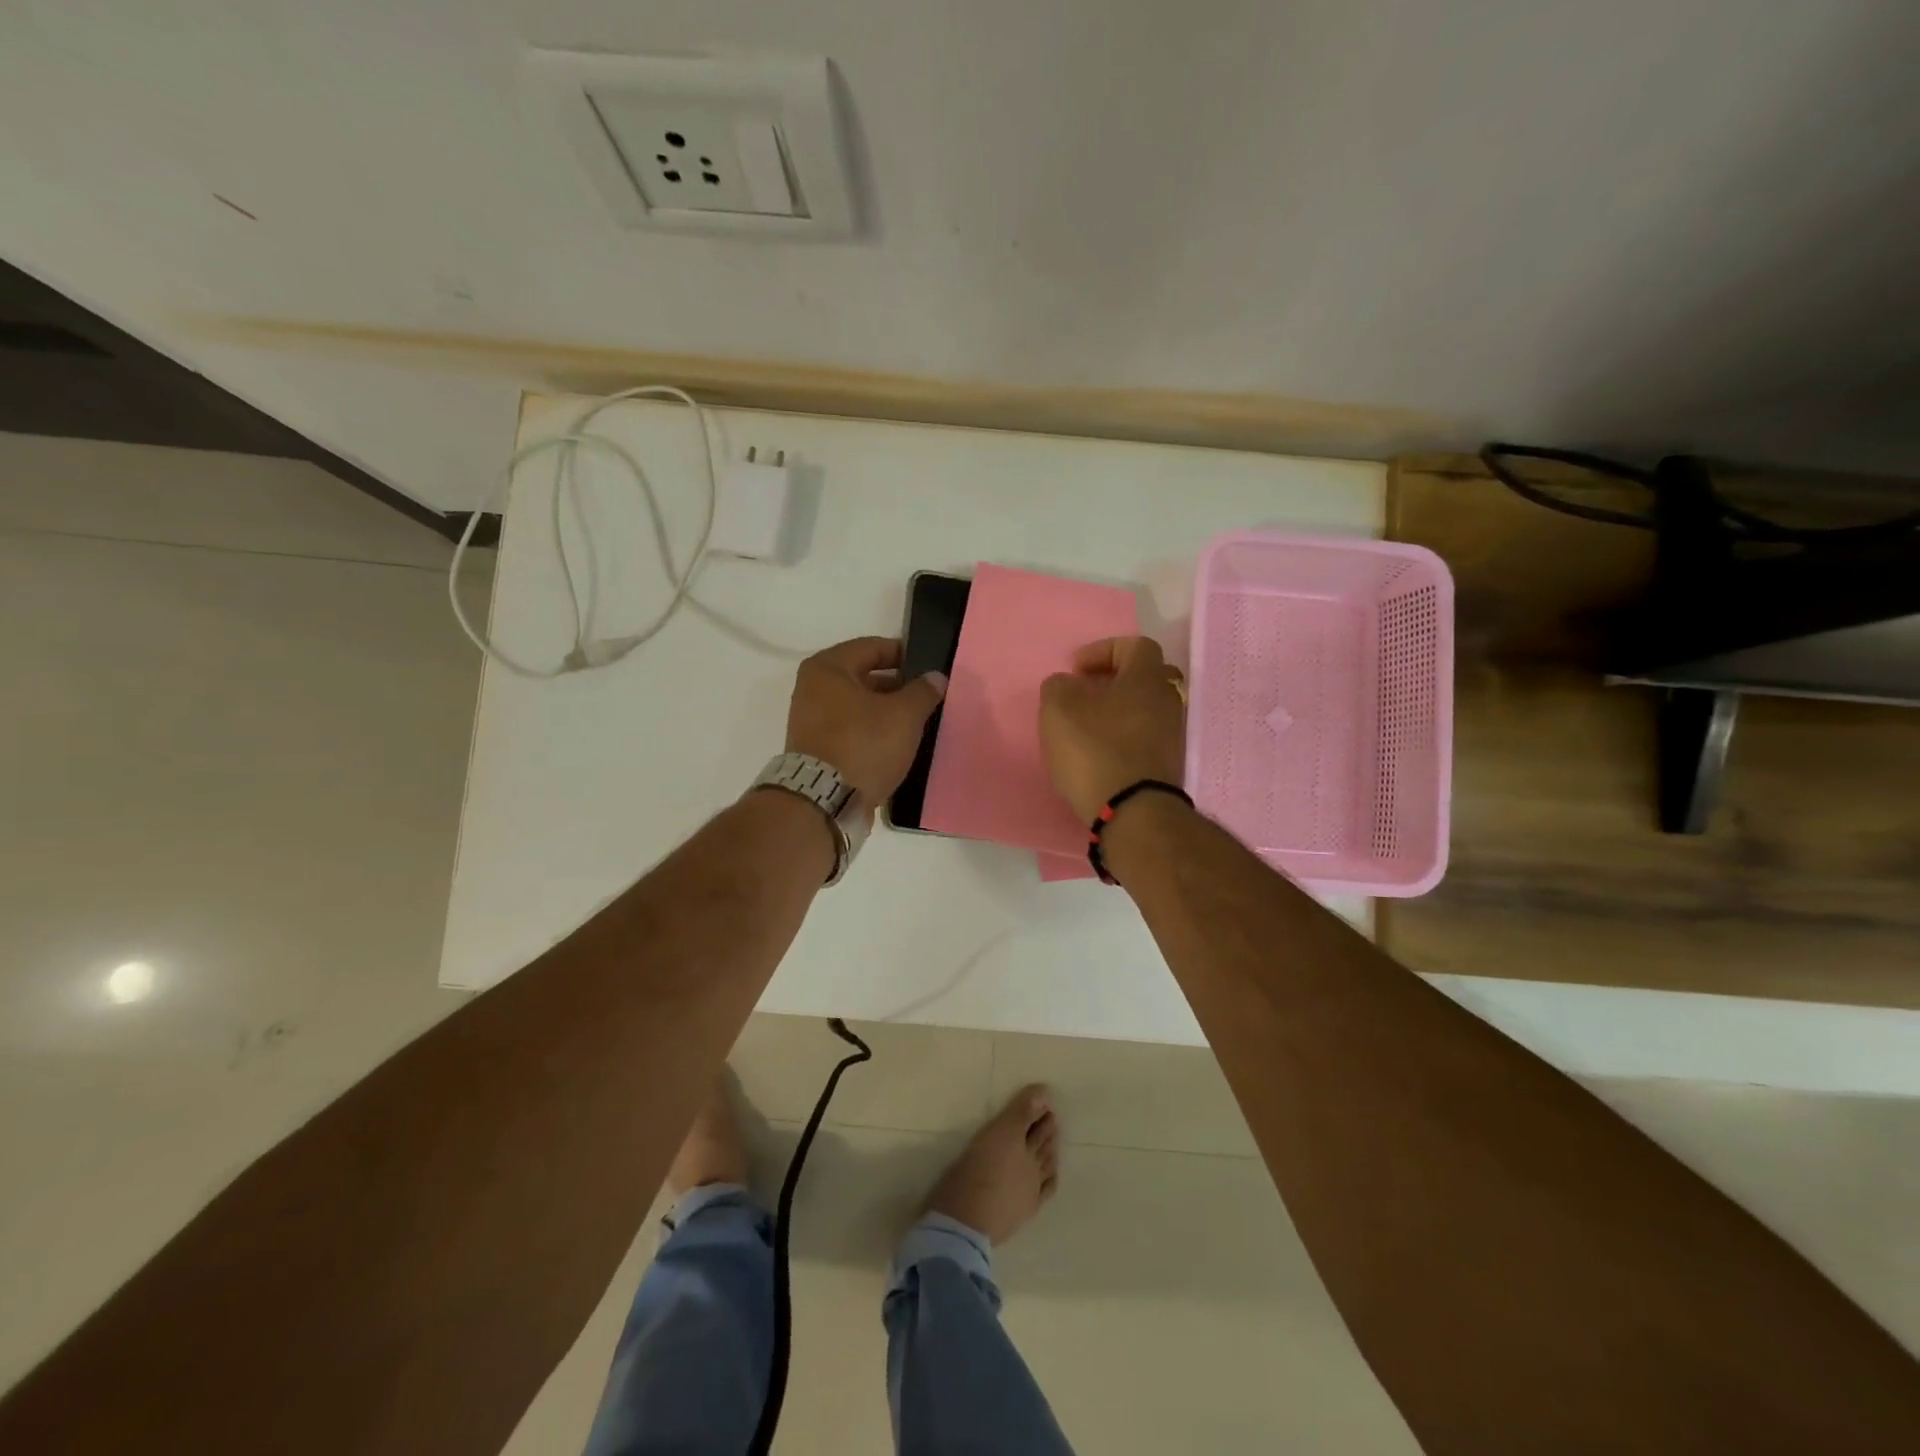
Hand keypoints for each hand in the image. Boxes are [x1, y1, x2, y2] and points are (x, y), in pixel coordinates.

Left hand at [785, 637, 946, 801]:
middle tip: (927, 697)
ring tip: (916, 722)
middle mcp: (812, 688)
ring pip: (858, 705)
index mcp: (828, 668)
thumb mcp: (904, 714)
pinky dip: (872, 732)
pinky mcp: (816, 748)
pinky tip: (896, 744)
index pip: (872, 647)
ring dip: (885, 711)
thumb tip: (936, 678)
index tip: (928, 668)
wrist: (825, 801)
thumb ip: (923, 691)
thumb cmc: (864, 744)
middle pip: (864, 676)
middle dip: (897, 685)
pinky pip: (851, 729)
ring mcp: (811, 720)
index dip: (904, 654)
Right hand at [1039, 636, 1186, 821]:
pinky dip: (1124, 737)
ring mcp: (1172, 735)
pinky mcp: (1167, 764)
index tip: (1076, 670)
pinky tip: (1100, 753)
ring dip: (1118, 711)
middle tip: (1085, 694)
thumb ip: (1059, 686)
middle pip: (1144, 677)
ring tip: (1087, 727)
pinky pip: (1145, 737)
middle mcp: (1168, 701)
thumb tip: (1069, 685)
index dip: (1103, 650)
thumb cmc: (1095, 750)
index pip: (1136, 645)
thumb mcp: (1058, 709)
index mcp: (1147, 678)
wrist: (1132, 812)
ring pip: (1145, 709)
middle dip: (1113, 681)